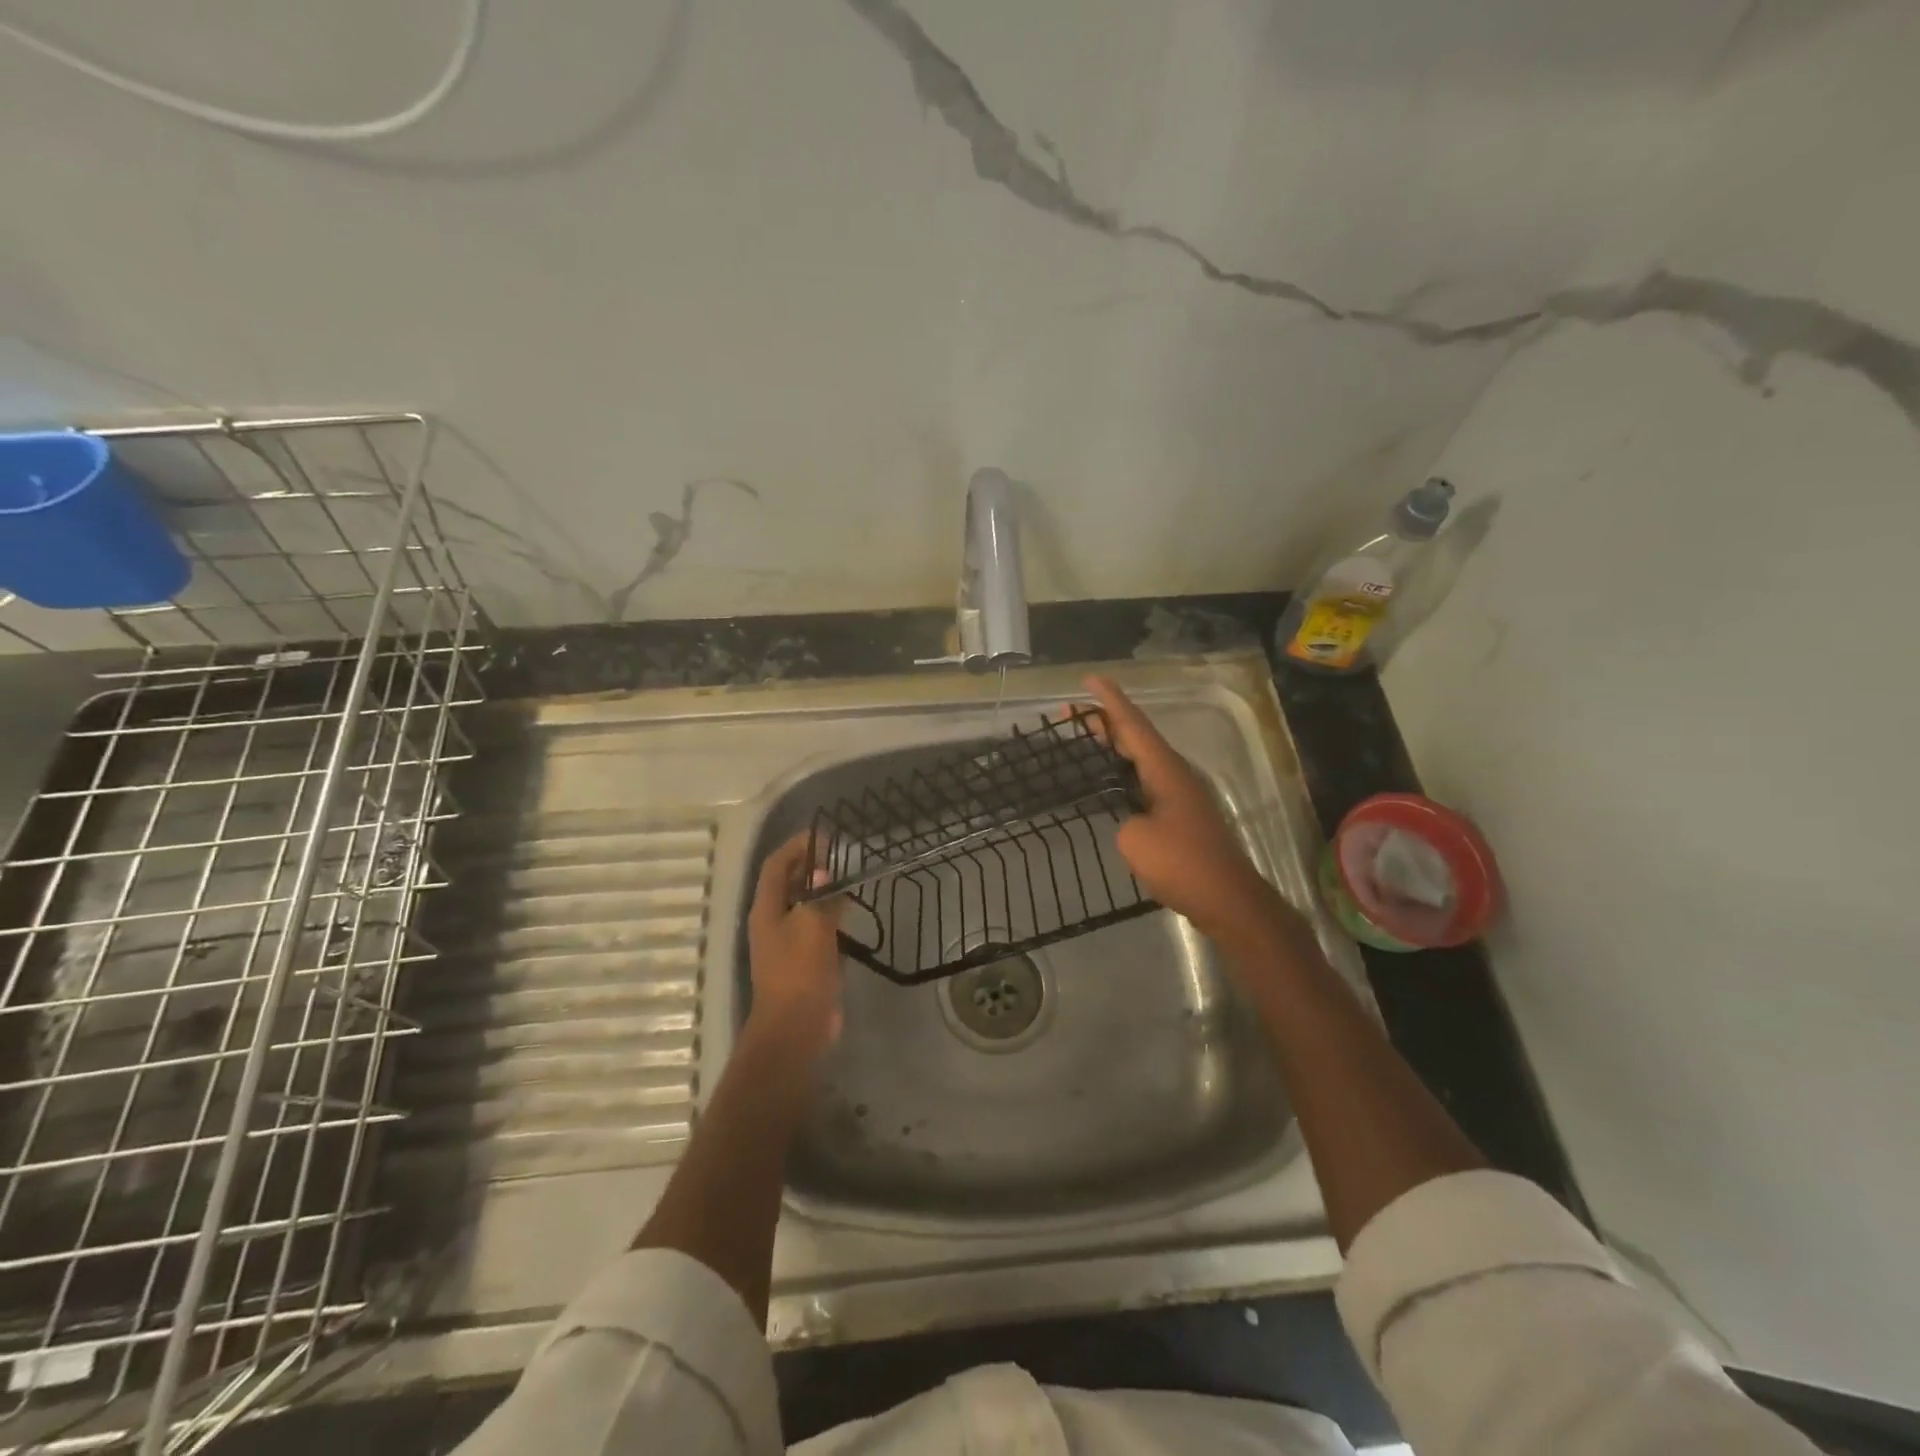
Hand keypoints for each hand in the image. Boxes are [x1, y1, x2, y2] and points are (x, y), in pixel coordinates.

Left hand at [746, 832, 846, 1058]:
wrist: (797, 1027)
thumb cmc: (800, 970)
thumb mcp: (813, 925)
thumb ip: (821, 896)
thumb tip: (826, 874)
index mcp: (767, 909)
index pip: (777, 865)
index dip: (796, 846)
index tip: (823, 835)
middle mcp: (773, 921)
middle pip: (790, 883)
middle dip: (811, 865)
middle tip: (841, 854)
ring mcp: (789, 943)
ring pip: (805, 906)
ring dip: (823, 890)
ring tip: (850, 877)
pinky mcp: (806, 961)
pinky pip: (818, 929)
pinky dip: (832, 916)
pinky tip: (852, 912)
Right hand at [1084, 675, 1280, 942]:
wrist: (1226, 899)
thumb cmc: (1181, 863)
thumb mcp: (1135, 839)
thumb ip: (1122, 819)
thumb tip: (1129, 820)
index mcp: (1165, 770)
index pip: (1133, 725)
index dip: (1110, 701)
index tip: (1089, 679)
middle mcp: (1175, 774)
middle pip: (1137, 737)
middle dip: (1105, 722)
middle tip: (1070, 715)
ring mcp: (1180, 796)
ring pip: (1142, 759)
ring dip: (1114, 747)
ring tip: (1085, 740)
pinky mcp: (1181, 817)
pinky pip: (1145, 782)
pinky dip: (1123, 773)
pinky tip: (1110, 784)